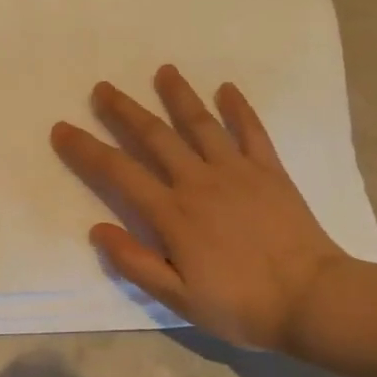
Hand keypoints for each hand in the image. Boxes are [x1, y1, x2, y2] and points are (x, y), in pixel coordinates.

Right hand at [51, 65, 351, 350]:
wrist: (313, 301)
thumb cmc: (241, 305)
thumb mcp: (178, 298)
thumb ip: (135, 263)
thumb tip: (97, 229)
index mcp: (172, 213)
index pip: (118, 172)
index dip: (86, 149)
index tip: (62, 128)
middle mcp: (198, 181)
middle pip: (154, 136)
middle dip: (124, 110)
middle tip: (103, 88)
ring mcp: (237, 171)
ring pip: (200, 124)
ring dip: (178, 95)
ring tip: (163, 71)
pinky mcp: (270, 171)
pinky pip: (252, 132)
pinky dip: (239, 108)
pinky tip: (227, 89)